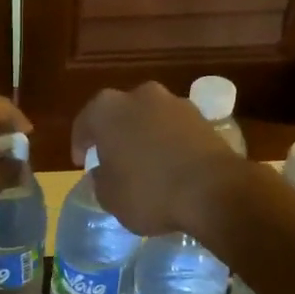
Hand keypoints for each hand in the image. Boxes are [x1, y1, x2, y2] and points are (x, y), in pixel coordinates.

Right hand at [72, 82, 241, 235]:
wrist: (213, 190)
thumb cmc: (149, 192)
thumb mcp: (109, 197)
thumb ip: (101, 180)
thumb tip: (105, 172)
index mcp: (107, 109)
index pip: (84, 123)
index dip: (81, 145)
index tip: (83, 163)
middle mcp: (140, 95)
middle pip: (120, 114)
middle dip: (115, 135)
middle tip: (114, 160)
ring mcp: (175, 103)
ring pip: (150, 119)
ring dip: (145, 137)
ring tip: (146, 165)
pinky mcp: (204, 117)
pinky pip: (175, 130)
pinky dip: (170, 143)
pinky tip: (171, 166)